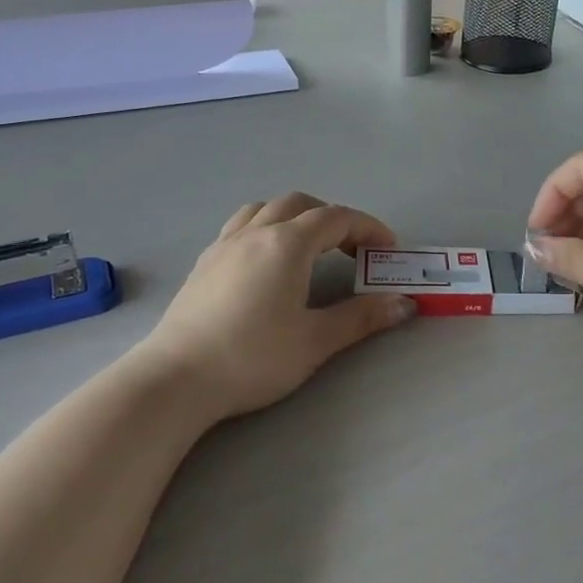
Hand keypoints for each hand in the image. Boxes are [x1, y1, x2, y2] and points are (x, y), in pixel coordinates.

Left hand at [142, 193, 414, 422]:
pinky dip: (266, 228)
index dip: (368, 228)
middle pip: (301, 204)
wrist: (177, 378)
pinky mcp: (204, 263)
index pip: (337, 218)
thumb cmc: (253, 357)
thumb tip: (405, 304)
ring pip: (266, 209)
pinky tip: (266, 263)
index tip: (387, 249)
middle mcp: (255, 232)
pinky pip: (242, 225)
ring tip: (309, 248)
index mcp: (287, 243)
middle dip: (333, 218)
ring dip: (296, 217)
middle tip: (352, 250)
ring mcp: (224, 245)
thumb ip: (362, 317)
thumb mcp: (315, 340)